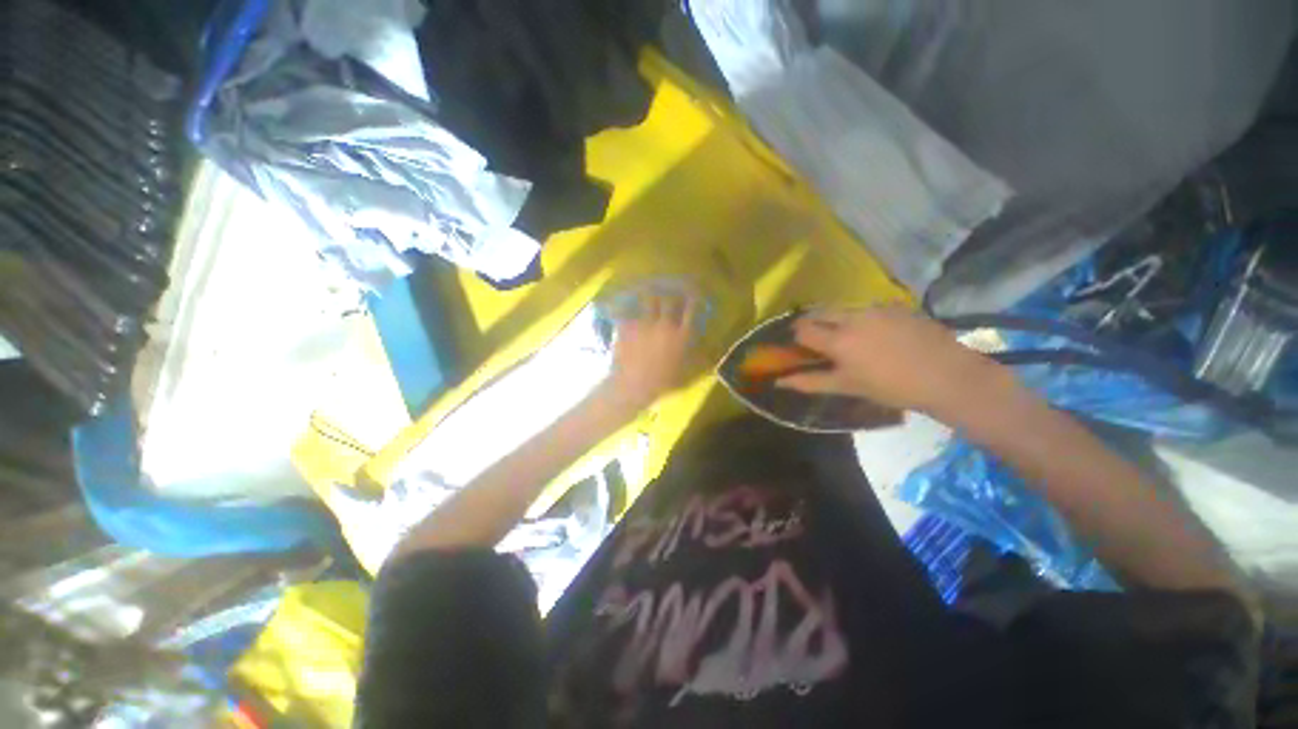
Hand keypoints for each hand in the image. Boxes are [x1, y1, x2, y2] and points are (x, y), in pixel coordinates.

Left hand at [603, 293, 698, 412]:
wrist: (633, 385)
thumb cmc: (663, 383)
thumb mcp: (687, 374)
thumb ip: (699, 361)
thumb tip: (710, 352)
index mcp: (681, 336)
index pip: (691, 310)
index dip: (694, 299)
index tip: (694, 294)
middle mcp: (664, 324)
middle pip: (670, 300)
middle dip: (671, 293)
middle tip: (671, 290)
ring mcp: (644, 323)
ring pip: (649, 300)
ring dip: (651, 294)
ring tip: (650, 291)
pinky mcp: (627, 326)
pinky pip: (628, 310)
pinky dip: (628, 306)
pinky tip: (626, 303)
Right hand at [776, 305, 993, 412]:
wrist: (948, 376)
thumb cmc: (891, 387)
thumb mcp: (847, 387)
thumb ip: (810, 382)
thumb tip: (779, 382)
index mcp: (838, 339)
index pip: (802, 329)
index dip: (797, 338)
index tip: (801, 347)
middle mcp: (852, 317)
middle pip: (819, 312)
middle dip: (813, 323)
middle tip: (821, 341)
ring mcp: (876, 308)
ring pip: (843, 308)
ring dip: (837, 319)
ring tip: (850, 338)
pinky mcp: (895, 305)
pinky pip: (867, 307)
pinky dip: (861, 317)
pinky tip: (876, 333)